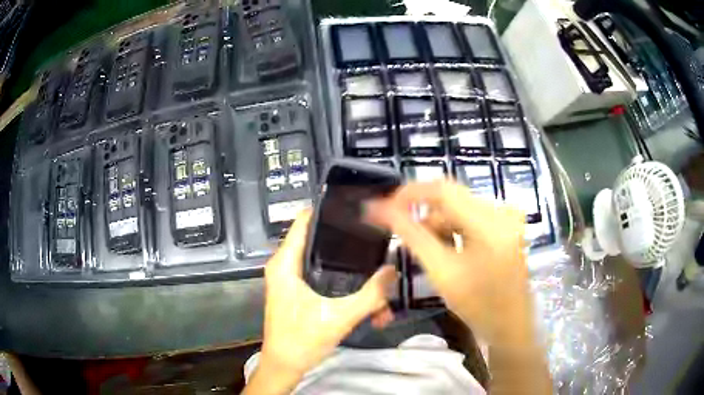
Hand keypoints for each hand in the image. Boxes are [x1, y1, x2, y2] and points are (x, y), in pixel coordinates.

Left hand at [254, 211, 396, 385]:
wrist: (285, 366)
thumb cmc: (302, 340)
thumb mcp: (339, 317)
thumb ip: (370, 295)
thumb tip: (392, 271)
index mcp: (285, 264)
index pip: (303, 221)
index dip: (327, 210)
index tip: (354, 207)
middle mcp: (285, 266)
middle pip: (319, 240)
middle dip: (347, 243)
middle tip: (376, 239)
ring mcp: (291, 280)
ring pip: (324, 263)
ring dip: (349, 271)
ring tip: (377, 279)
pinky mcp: (298, 293)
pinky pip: (324, 279)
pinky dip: (343, 286)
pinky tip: (366, 300)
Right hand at [366, 180, 532, 343]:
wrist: (510, 323)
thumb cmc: (478, 305)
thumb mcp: (441, 272)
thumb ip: (411, 236)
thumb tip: (380, 209)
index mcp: (490, 223)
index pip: (442, 189)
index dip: (409, 194)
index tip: (384, 208)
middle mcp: (502, 210)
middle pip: (451, 198)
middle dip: (425, 215)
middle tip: (406, 239)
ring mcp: (507, 216)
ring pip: (459, 207)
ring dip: (439, 225)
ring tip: (433, 253)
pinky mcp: (507, 223)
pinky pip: (471, 215)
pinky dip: (454, 229)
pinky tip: (451, 250)